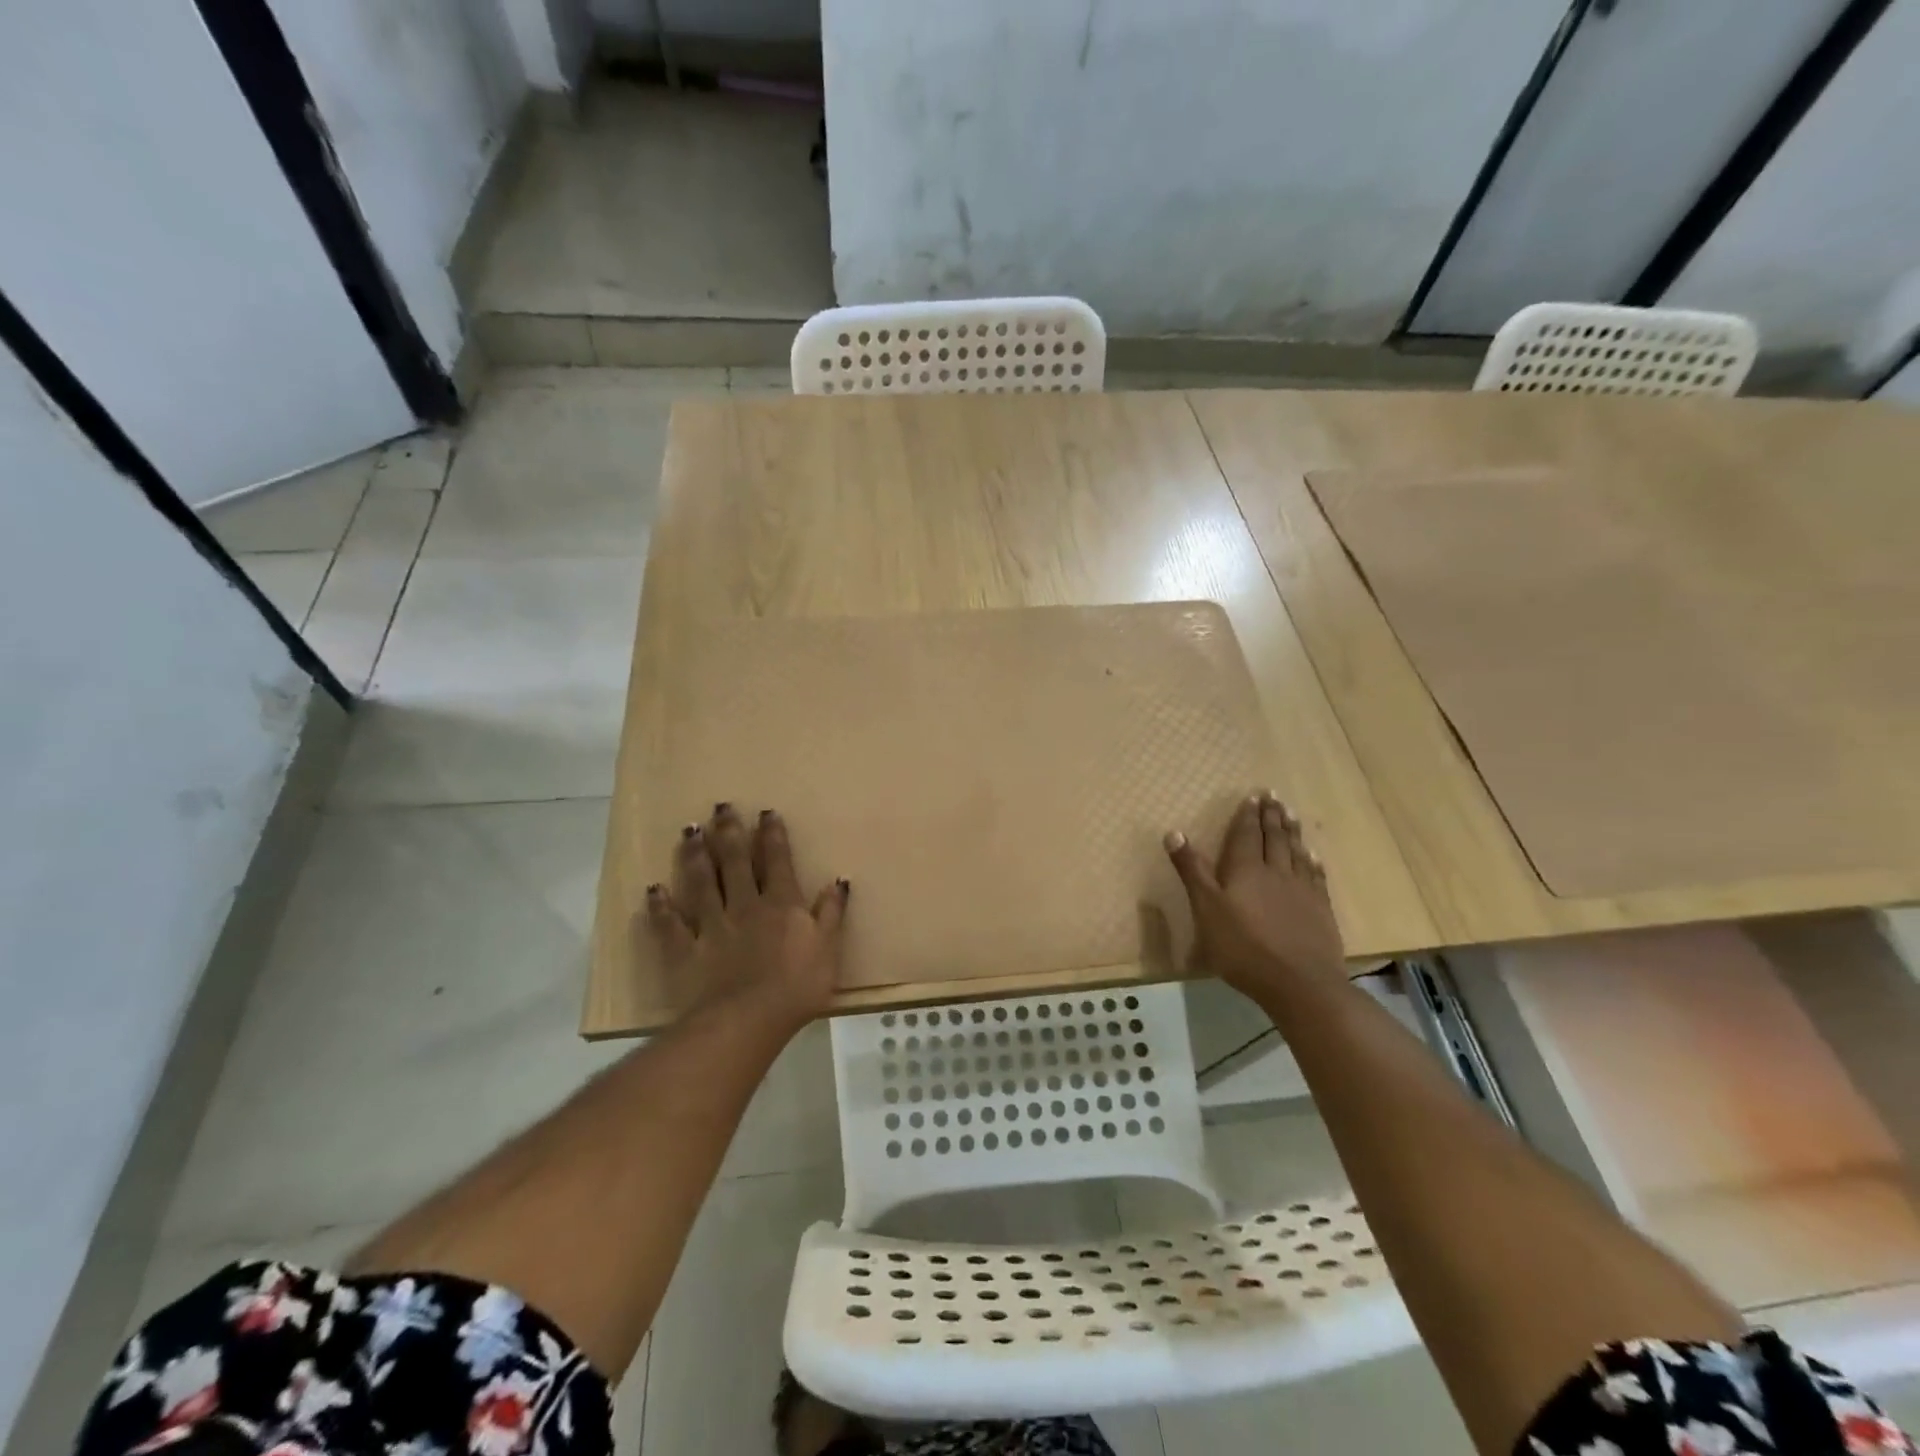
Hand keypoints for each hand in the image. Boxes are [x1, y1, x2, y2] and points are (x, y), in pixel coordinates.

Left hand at [646, 804, 847, 1032]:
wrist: (748, 1020)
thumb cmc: (797, 987)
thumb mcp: (829, 948)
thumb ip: (832, 913)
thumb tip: (839, 880)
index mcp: (782, 904)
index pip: (777, 861)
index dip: (772, 835)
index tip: (765, 812)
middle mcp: (745, 905)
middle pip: (736, 863)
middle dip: (730, 833)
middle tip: (721, 807)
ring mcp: (713, 926)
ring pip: (702, 883)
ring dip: (696, 856)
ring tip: (690, 831)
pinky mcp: (686, 950)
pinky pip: (671, 925)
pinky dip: (661, 907)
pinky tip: (652, 890)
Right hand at [1163, 791, 1347, 1001]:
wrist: (1299, 982)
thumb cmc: (1243, 947)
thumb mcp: (1206, 909)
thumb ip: (1192, 871)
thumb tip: (1174, 832)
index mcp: (1246, 870)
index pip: (1246, 835)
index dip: (1247, 815)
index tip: (1252, 796)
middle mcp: (1276, 872)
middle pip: (1274, 838)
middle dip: (1271, 816)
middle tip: (1273, 796)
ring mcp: (1302, 890)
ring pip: (1296, 852)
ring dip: (1292, 831)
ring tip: (1291, 814)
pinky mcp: (1320, 910)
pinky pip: (1316, 876)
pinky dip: (1312, 861)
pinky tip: (1313, 855)